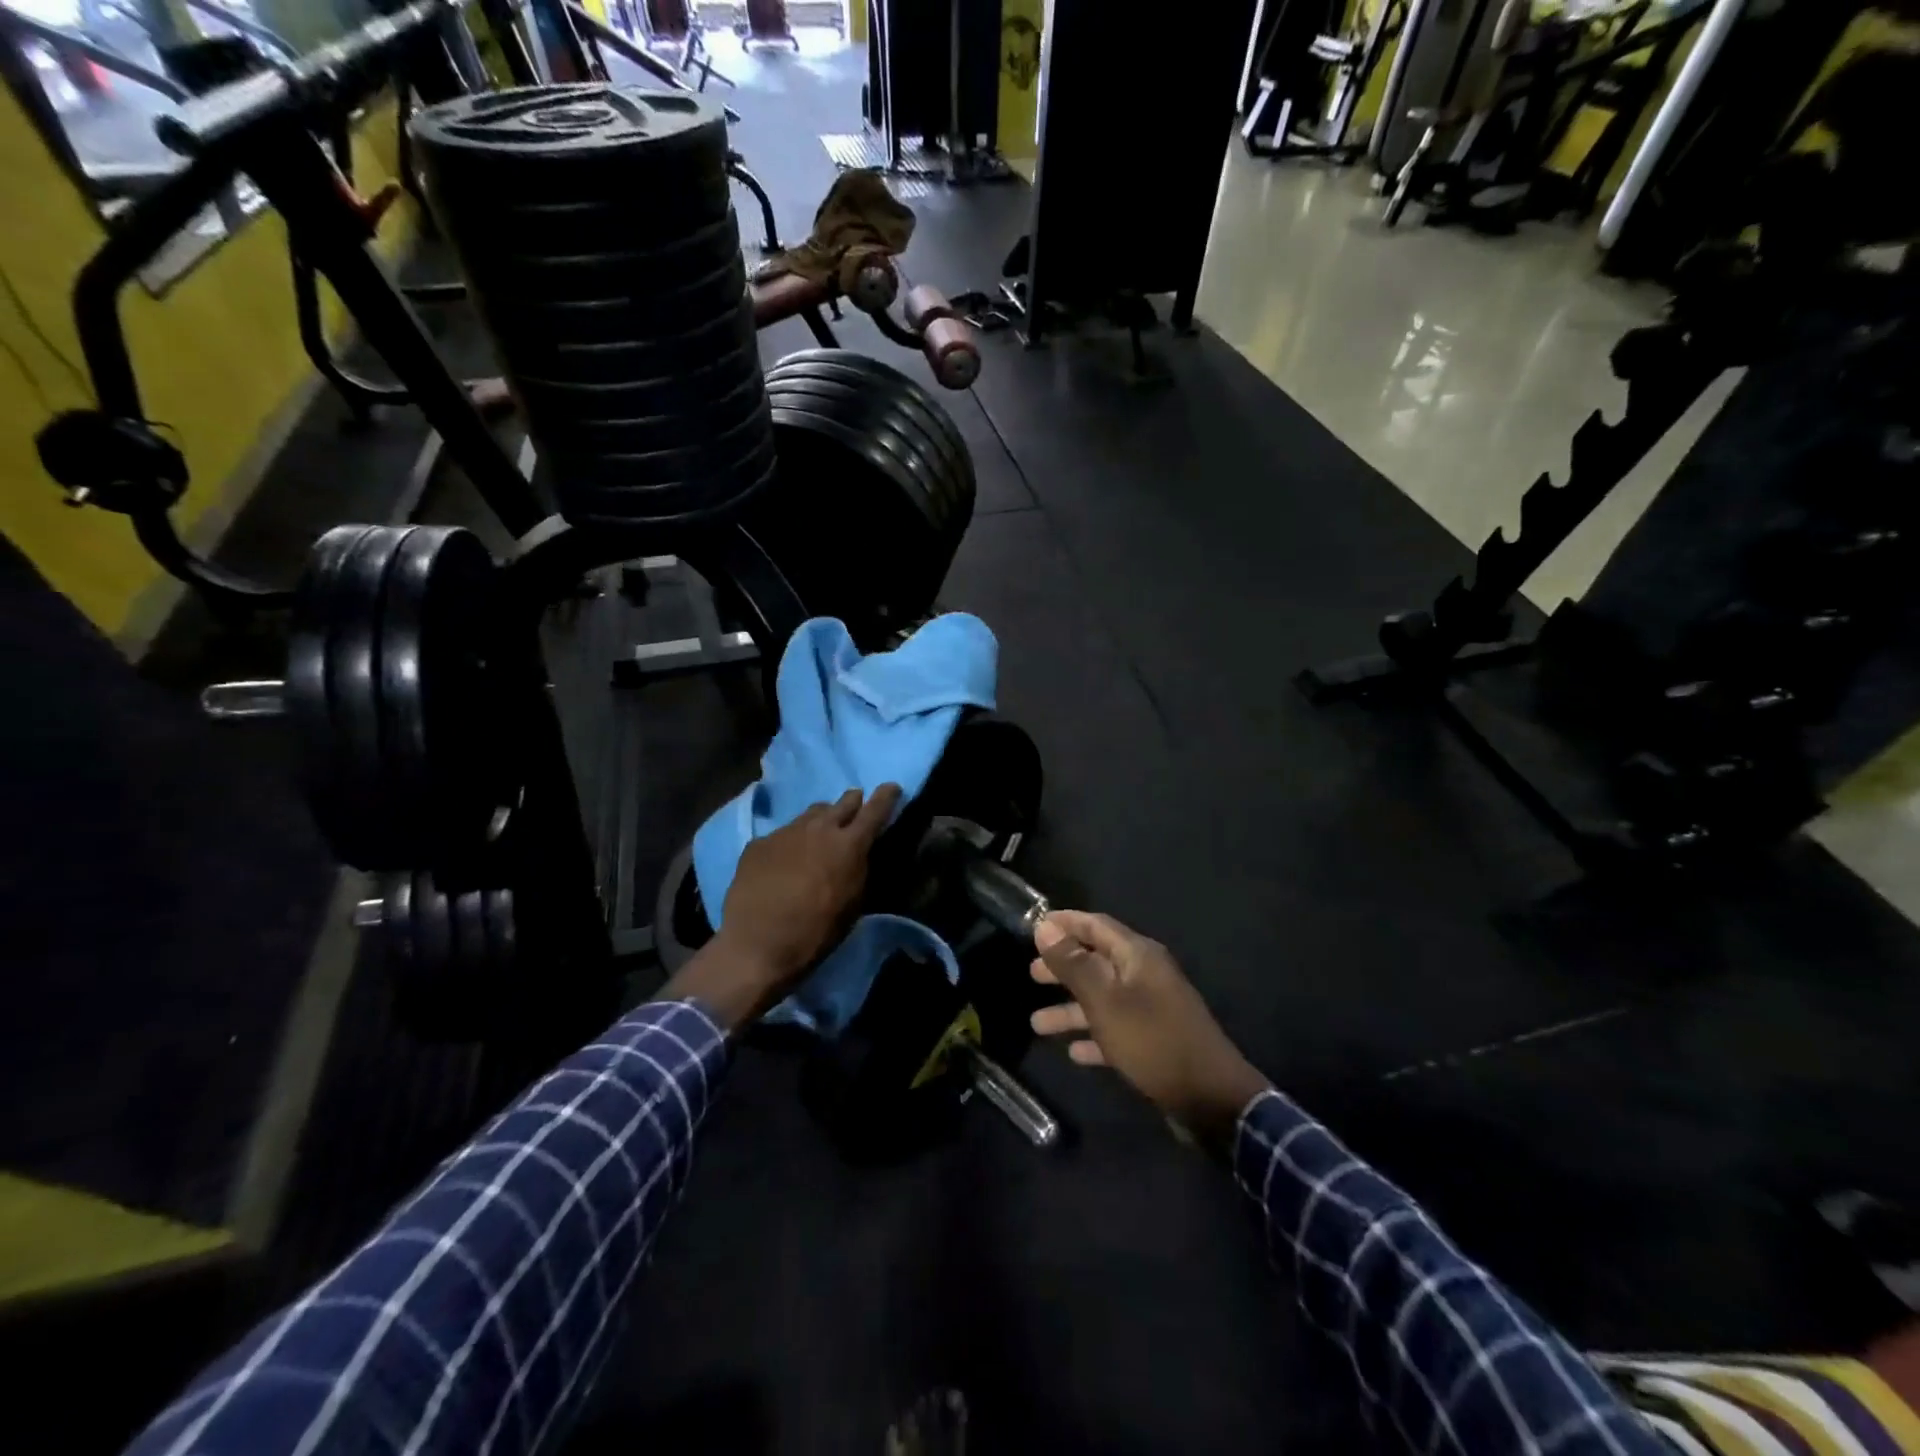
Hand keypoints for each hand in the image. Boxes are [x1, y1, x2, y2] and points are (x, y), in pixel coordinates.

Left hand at [663, 785, 901, 1027]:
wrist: (756, 945)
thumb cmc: (816, 933)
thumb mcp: (853, 903)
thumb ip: (859, 869)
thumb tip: (858, 853)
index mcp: (849, 844)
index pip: (875, 809)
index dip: (886, 796)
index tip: (891, 787)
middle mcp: (819, 828)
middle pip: (842, 802)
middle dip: (853, 802)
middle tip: (855, 808)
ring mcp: (786, 832)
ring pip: (811, 814)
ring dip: (822, 819)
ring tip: (820, 833)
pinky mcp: (759, 842)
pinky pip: (783, 833)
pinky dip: (792, 841)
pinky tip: (785, 860)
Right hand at [1031, 911, 1269, 1144]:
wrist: (1211, 1099)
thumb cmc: (1153, 1041)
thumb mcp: (1105, 1000)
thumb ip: (1073, 964)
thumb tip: (1044, 927)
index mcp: (1138, 956)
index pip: (1096, 925)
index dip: (1065, 923)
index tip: (1033, 925)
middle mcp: (1145, 976)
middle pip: (1097, 962)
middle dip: (1063, 967)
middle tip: (1031, 974)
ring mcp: (1152, 1009)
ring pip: (1102, 1000)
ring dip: (1070, 1009)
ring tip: (1037, 1024)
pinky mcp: (1154, 1041)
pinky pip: (1116, 1030)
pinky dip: (1093, 1037)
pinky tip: (1073, 1053)